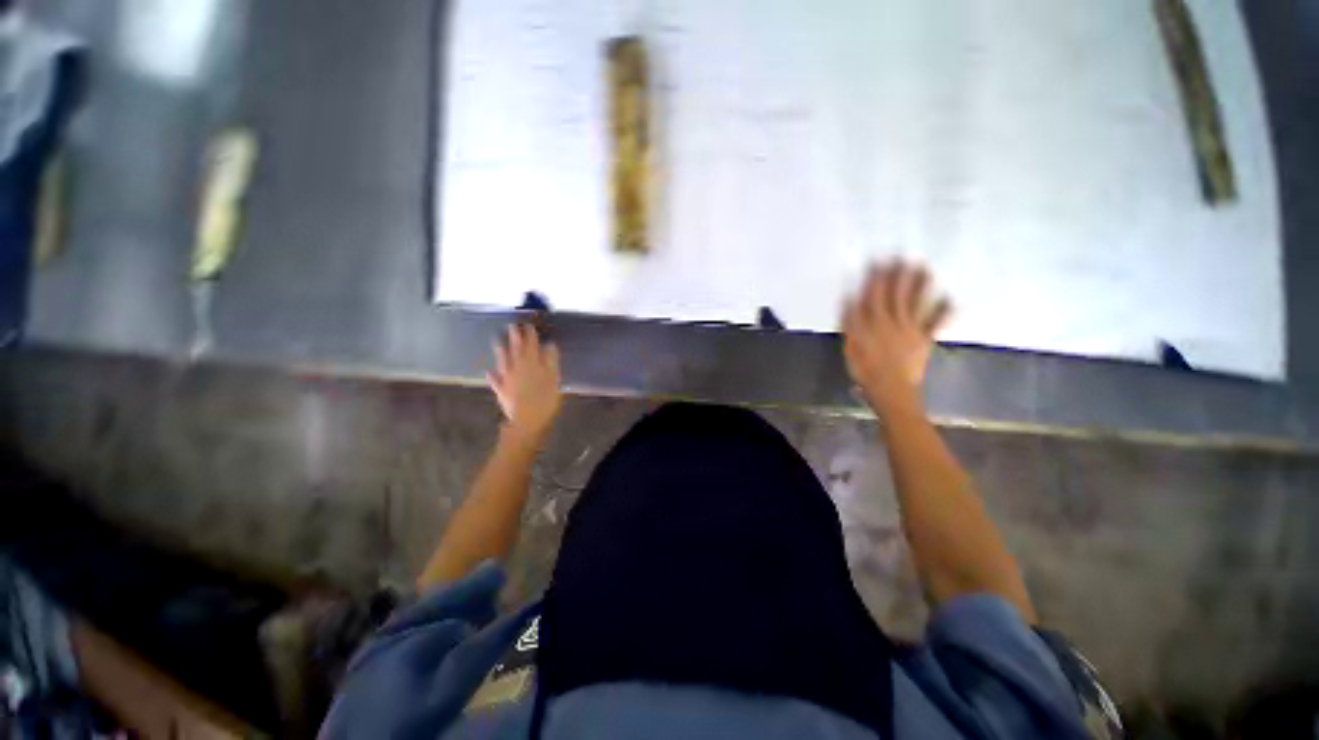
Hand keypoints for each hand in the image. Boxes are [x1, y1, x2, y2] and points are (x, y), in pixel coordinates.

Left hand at [488, 324, 561, 447]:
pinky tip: (489, 372)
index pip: (531, 345)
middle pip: (516, 350)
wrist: (527, 421)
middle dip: (515, 337)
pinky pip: (495, 380)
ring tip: (497, 340)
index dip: (530, 334)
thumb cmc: (545, 400)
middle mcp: (518, 368)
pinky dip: (493, 375)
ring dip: (500, 350)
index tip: (528, 324)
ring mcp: (507, 378)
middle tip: (512, 326)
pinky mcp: (501, 390)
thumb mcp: (554, 379)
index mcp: (532, 363)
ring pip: (503, 361)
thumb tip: (550, 345)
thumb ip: (551, 361)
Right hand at [843, 260, 951, 409]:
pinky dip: (945, 311)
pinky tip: (951, 298)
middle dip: (899, 275)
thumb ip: (850, 322)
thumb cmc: (865, 369)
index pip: (873, 295)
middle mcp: (893, 321)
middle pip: (895, 294)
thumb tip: (850, 298)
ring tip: (925, 268)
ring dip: (921, 285)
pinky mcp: (924, 339)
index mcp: (873, 323)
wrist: (890, 389)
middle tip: (904, 255)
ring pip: (915, 303)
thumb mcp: (850, 346)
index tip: (878, 261)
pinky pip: (936, 323)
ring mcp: (911, 329)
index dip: (876, 278)